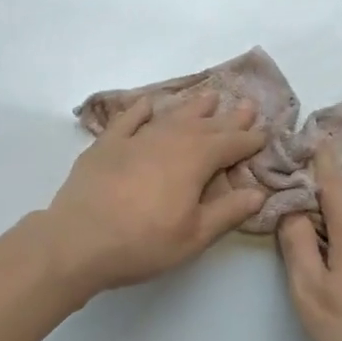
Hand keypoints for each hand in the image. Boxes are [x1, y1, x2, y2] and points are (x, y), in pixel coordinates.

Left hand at [42, 91, 268, 292]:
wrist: (77, 241)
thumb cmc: (142, 243)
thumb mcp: (193, 236)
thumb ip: (227, 212)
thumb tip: (258, 192)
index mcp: (193, 161)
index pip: (229, 145)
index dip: (249, 139)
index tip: (264, 133)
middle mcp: (167, 141)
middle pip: (204, 126)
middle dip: (227, 118)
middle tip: (246, 104)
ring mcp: (134, 140)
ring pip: (170, 118)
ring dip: (192, 108)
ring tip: (209, 96)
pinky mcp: (105, 146)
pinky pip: (128, 120)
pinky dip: (140, 110)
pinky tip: (148, 104)